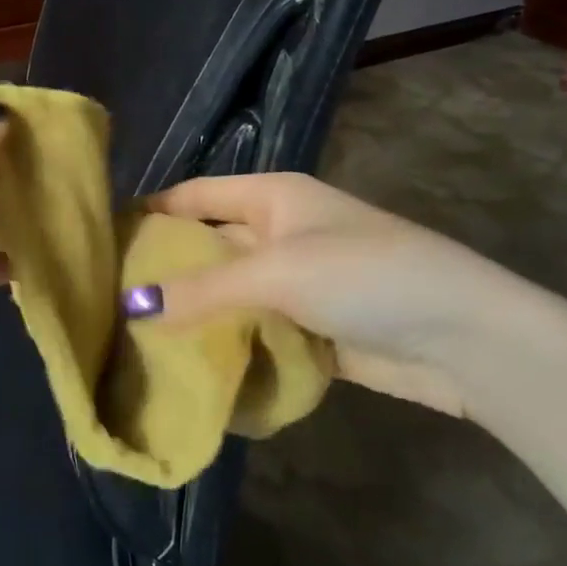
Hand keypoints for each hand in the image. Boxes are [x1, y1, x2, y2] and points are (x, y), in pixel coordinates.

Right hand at [137, 173, 530, 411]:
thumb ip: (204, 289)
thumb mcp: (278, 272)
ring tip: (137, 342)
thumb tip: (131, 305)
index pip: (195, 196)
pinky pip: (259, 334)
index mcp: (272, 198)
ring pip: (232, 296)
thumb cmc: (365, 274)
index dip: (152, 212)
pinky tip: (192, 370)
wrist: (463, 336)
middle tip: (110, 302)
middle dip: (169, 272)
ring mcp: (299, 284)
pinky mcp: (315, 331)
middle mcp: (280, 233)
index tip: (102, 239)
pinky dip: (232, 348)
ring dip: (198, 316)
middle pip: (211, 248)